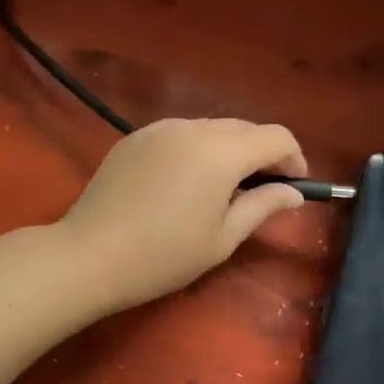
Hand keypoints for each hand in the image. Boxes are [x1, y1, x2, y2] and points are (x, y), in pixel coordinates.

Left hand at [59, 118, 309, 311]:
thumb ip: (262, 206)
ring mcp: (160, 128)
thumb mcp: (222, 238)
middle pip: (244, 128)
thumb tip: (293, 193)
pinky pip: (181, 133)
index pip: (276, 136)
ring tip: (222, 189)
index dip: (293, 158)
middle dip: (262, 154)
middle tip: (261, 191)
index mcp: (221, 152)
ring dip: (229, 150)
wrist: (89, 255)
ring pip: (212, 128)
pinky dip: (197, 149)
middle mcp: (193, 128)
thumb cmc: (164, 255)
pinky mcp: (135, 137)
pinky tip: (184, 183)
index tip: (294, 186)